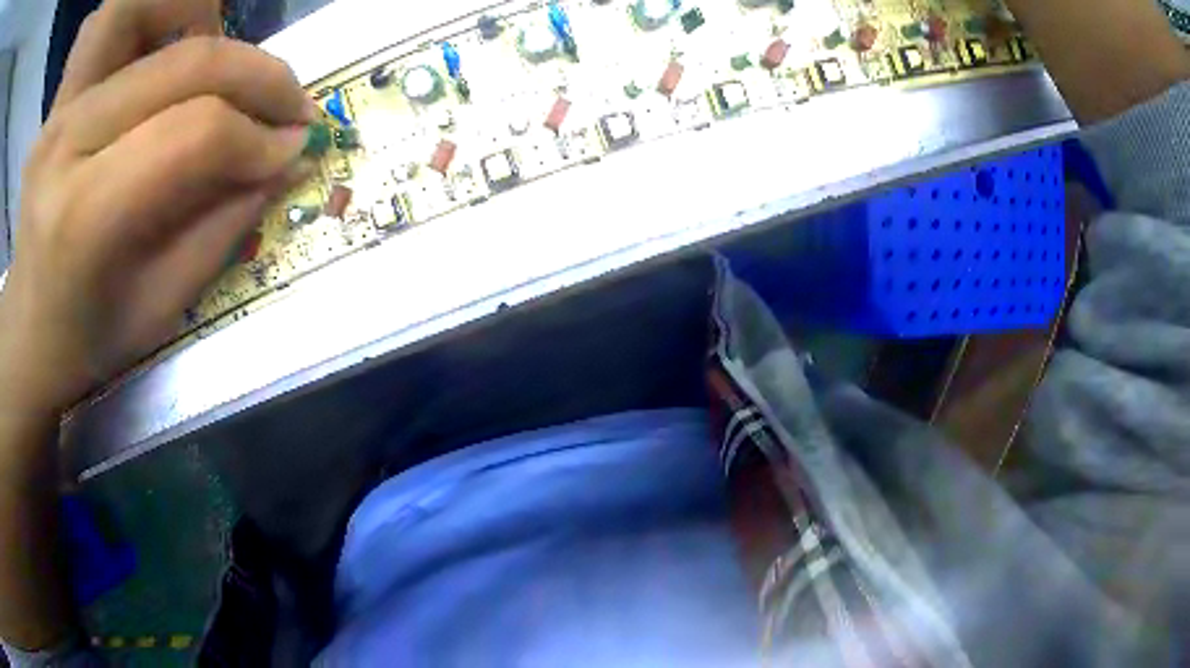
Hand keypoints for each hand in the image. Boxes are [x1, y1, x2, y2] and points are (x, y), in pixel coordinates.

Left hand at [0, 0, 316, 411]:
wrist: (26, 330)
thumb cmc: (85, 340)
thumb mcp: (158, 308)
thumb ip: (224, 224)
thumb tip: (290, 157)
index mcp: (81, 218)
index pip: (194, 134)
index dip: (259, 135)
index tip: (295, 146)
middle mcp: (66, 143)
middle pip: (184, 63)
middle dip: (256, 75)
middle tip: (286, 103)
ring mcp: (61, 108)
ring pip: (146, 8)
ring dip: (202, 17)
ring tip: (222, 67)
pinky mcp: (63, 93)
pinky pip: (117, 17)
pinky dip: (159, 12)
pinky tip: (175, 47)